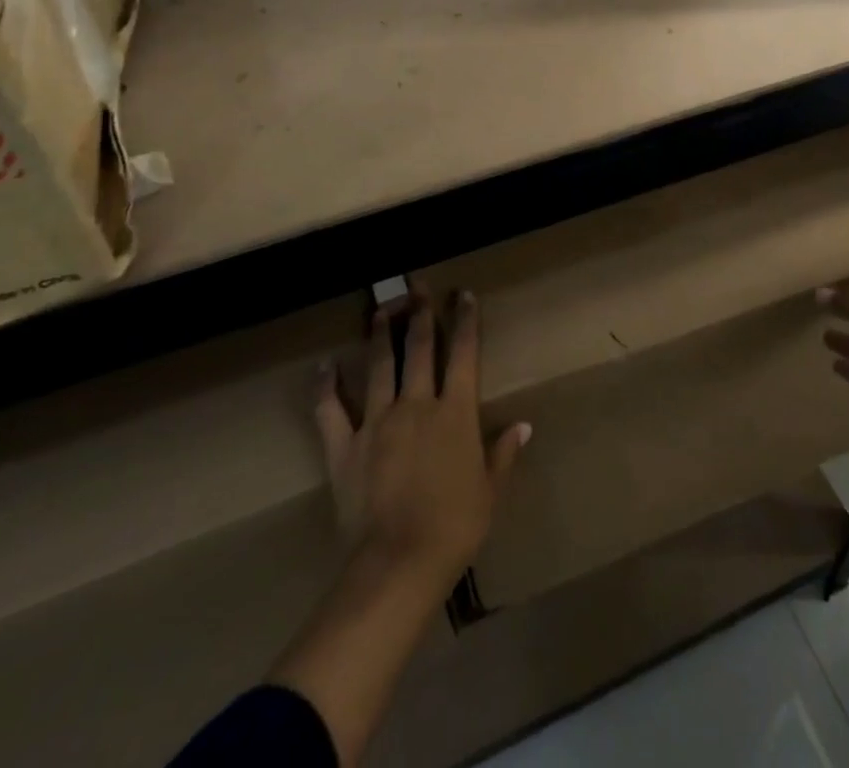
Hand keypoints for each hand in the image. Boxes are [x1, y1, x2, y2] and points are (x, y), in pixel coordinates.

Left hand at [314, 288, 529, 589]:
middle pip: (419, 348)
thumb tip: (524, 426)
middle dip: (420, 313)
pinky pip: (330, 409)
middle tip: (417, 286)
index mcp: (456, 412)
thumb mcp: (490, 491)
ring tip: (380, 310)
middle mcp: (417, 404)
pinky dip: (326, 385)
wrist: (399, 562)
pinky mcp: (344, 446)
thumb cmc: (455, 527)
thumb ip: (503, 453)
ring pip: (379, 366)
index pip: (463, 353)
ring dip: (380, 334)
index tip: (463, 295)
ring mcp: (377, 421)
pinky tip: (324, 365)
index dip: (465, 321)